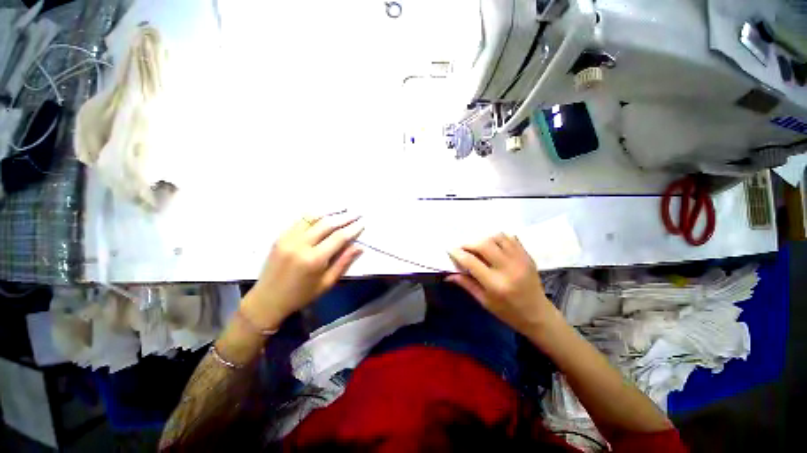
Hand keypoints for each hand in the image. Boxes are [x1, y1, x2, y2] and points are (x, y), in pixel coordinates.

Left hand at [242, 213, 363, 330]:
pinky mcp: (280, 237)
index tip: (362, 223)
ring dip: (329, 212)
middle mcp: (300, 245)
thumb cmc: (301, 295)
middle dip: (344, 217)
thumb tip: (359, 247)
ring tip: (343, 209)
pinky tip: (324, 214)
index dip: (353, 229)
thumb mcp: (327, 283)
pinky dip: (314, 215)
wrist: (267, 300)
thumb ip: (343, 262)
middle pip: (327, 224)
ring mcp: (288, 238)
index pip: (339, 237)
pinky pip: (300, 220)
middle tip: (356, 213)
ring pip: (312, 217)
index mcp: (314, 259)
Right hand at [447, 234, 558, 335]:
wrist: (538, 314)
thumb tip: (448, 274)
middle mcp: (508, 268)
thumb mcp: (484, 301)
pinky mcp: (527, 256)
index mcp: (496, 284)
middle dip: (469, 244)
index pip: (471, 261)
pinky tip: (494, 247)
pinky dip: (499, 239)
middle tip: (463, 248)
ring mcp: (520, 260)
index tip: (450, 250)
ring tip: (479, 248)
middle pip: (484, 245)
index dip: (457, 253)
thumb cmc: (508, 312)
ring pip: (498, 237)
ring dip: (484, 239)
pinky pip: (511, 238)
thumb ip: (466, 284)